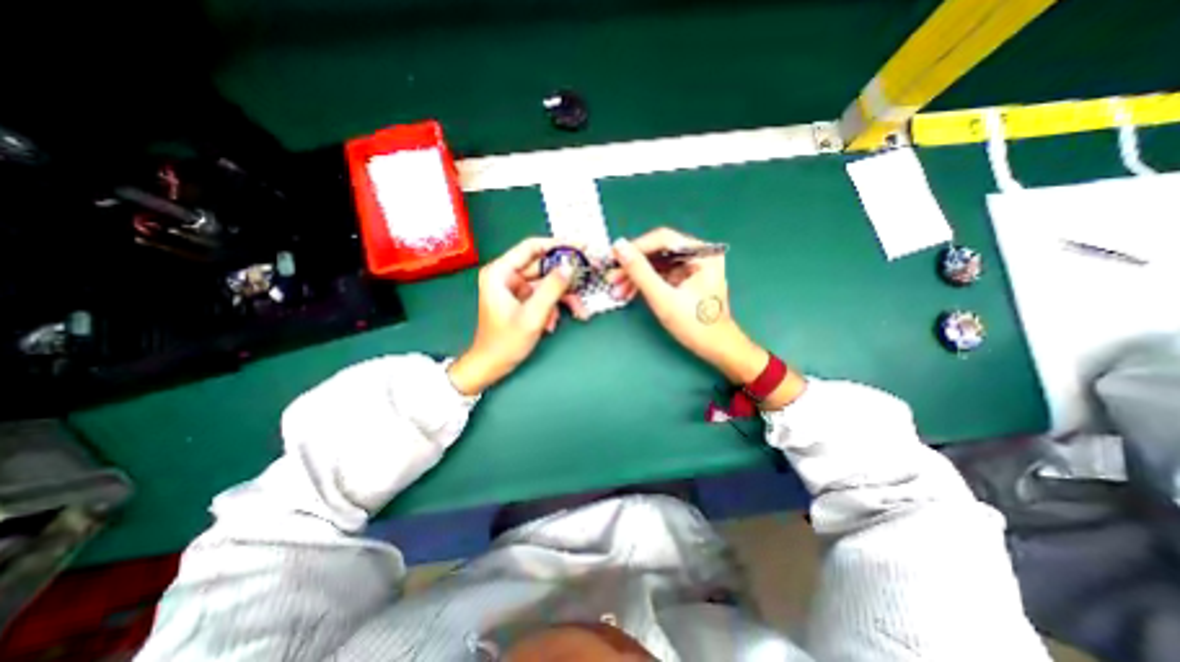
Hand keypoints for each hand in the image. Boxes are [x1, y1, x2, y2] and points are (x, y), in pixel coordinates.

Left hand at [451, 236, 579, 393]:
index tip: (581, 247)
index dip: (557, 245)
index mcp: (500, 272)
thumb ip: (552, 288)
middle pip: (543, 266)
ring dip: (563, 297)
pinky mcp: (522, 300)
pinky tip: (554, 323)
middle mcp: (507, 275)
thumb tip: (570, 266)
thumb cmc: (506, 341)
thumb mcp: (532, 315)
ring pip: (546, 283)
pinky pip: (543, 296)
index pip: (532, 247)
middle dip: (566, 277)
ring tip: (579, 311)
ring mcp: (515, 288)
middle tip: (589, 276)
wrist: (492, 365)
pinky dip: (553, 307)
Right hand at [613, 227, 770, 381]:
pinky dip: (645, 283)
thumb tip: (618, 246)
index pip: (663, 240)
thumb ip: (640, 271)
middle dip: (633, 266)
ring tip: (617, 290)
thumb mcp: (663, 298)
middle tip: (612, 278)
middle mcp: (699, 255)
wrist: (715, 348)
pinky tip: (629, 292)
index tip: (613, 257)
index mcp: (703, 254)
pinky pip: (661, 275)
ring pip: (657, 265)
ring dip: (636, 276)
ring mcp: (693, 268)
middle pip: (659, 252)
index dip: (636, 247)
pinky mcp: (686, 279)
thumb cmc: (694, 325)